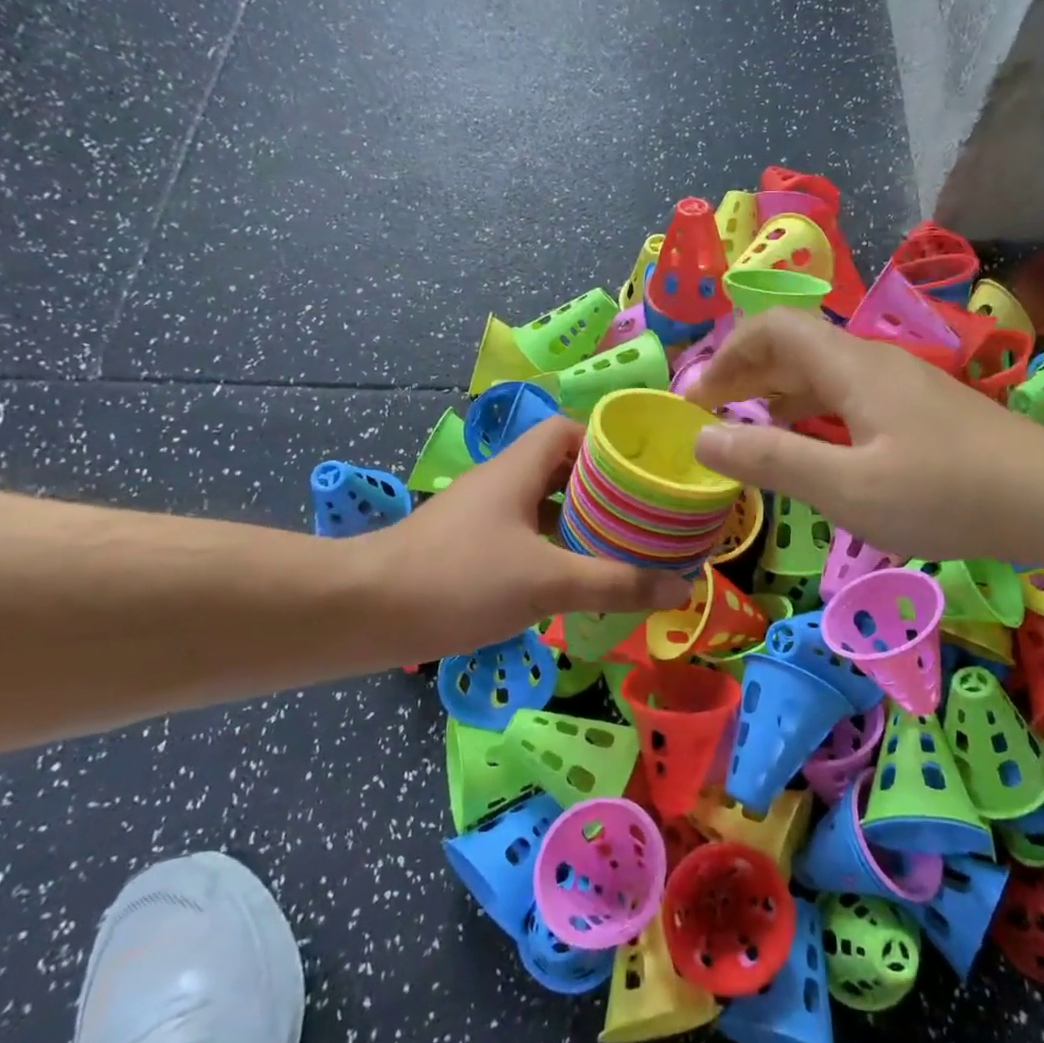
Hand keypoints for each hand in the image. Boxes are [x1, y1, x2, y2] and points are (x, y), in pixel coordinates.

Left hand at [368, 417, 691, 662]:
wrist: (362, 612)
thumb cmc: (459, 580)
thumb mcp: (547, 582)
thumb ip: (616, 583)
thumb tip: (681, 586)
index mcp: (517, 470)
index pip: (567, 430)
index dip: (605, 442)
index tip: (640, 471)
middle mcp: (498, 483)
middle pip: (558, 468)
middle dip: (600, 489)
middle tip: (640, 516)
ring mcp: (478, 517)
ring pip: (539, 506)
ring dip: (575, 522)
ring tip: (616, 548)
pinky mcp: (463, 549)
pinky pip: (520, 536)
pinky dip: (549, 549)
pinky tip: (567, 581)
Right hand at [683, 309, 1043, 563]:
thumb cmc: (944, 494)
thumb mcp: (846, 487)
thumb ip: (771, 461)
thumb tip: (701, 439)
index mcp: (850, 367)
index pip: (772, 329)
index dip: (727, 355)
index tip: (697, 400)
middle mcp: (871, 361)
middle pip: (793, 346)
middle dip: (744, 375)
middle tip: (711, 419)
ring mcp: (898, 383)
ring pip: (820, 372)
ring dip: (775, 395)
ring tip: (747, 434)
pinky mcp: (916, 409)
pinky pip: (846, 396)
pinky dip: (810, 413)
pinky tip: (809, 448)